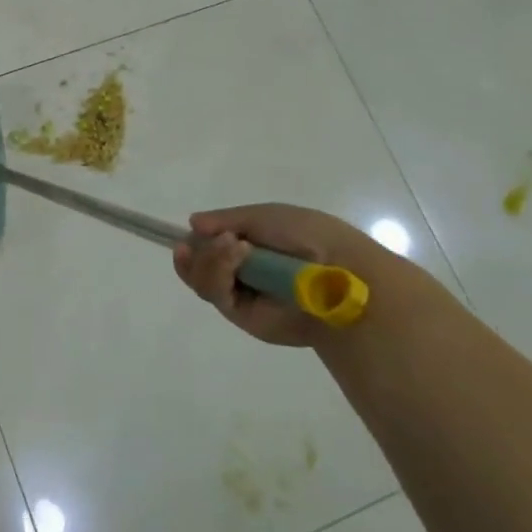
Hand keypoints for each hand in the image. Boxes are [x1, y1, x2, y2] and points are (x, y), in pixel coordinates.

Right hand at [172, 203, 425, 346]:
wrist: (340, 273)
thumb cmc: (309, 236)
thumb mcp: (265, 215)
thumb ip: (227, 219)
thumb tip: (193, 224)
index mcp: (251, 246)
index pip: (209, 245)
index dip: (196, 241)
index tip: (192, 232)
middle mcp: (243, 272)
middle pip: (197, 264)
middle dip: (198, 250)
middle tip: (213, 239)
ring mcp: (242, 295)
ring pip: (200, 279)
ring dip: (209, 258)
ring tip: (232, 245)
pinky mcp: (243, 316)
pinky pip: (214, 294)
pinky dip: (217, 271)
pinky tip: (236, 255)